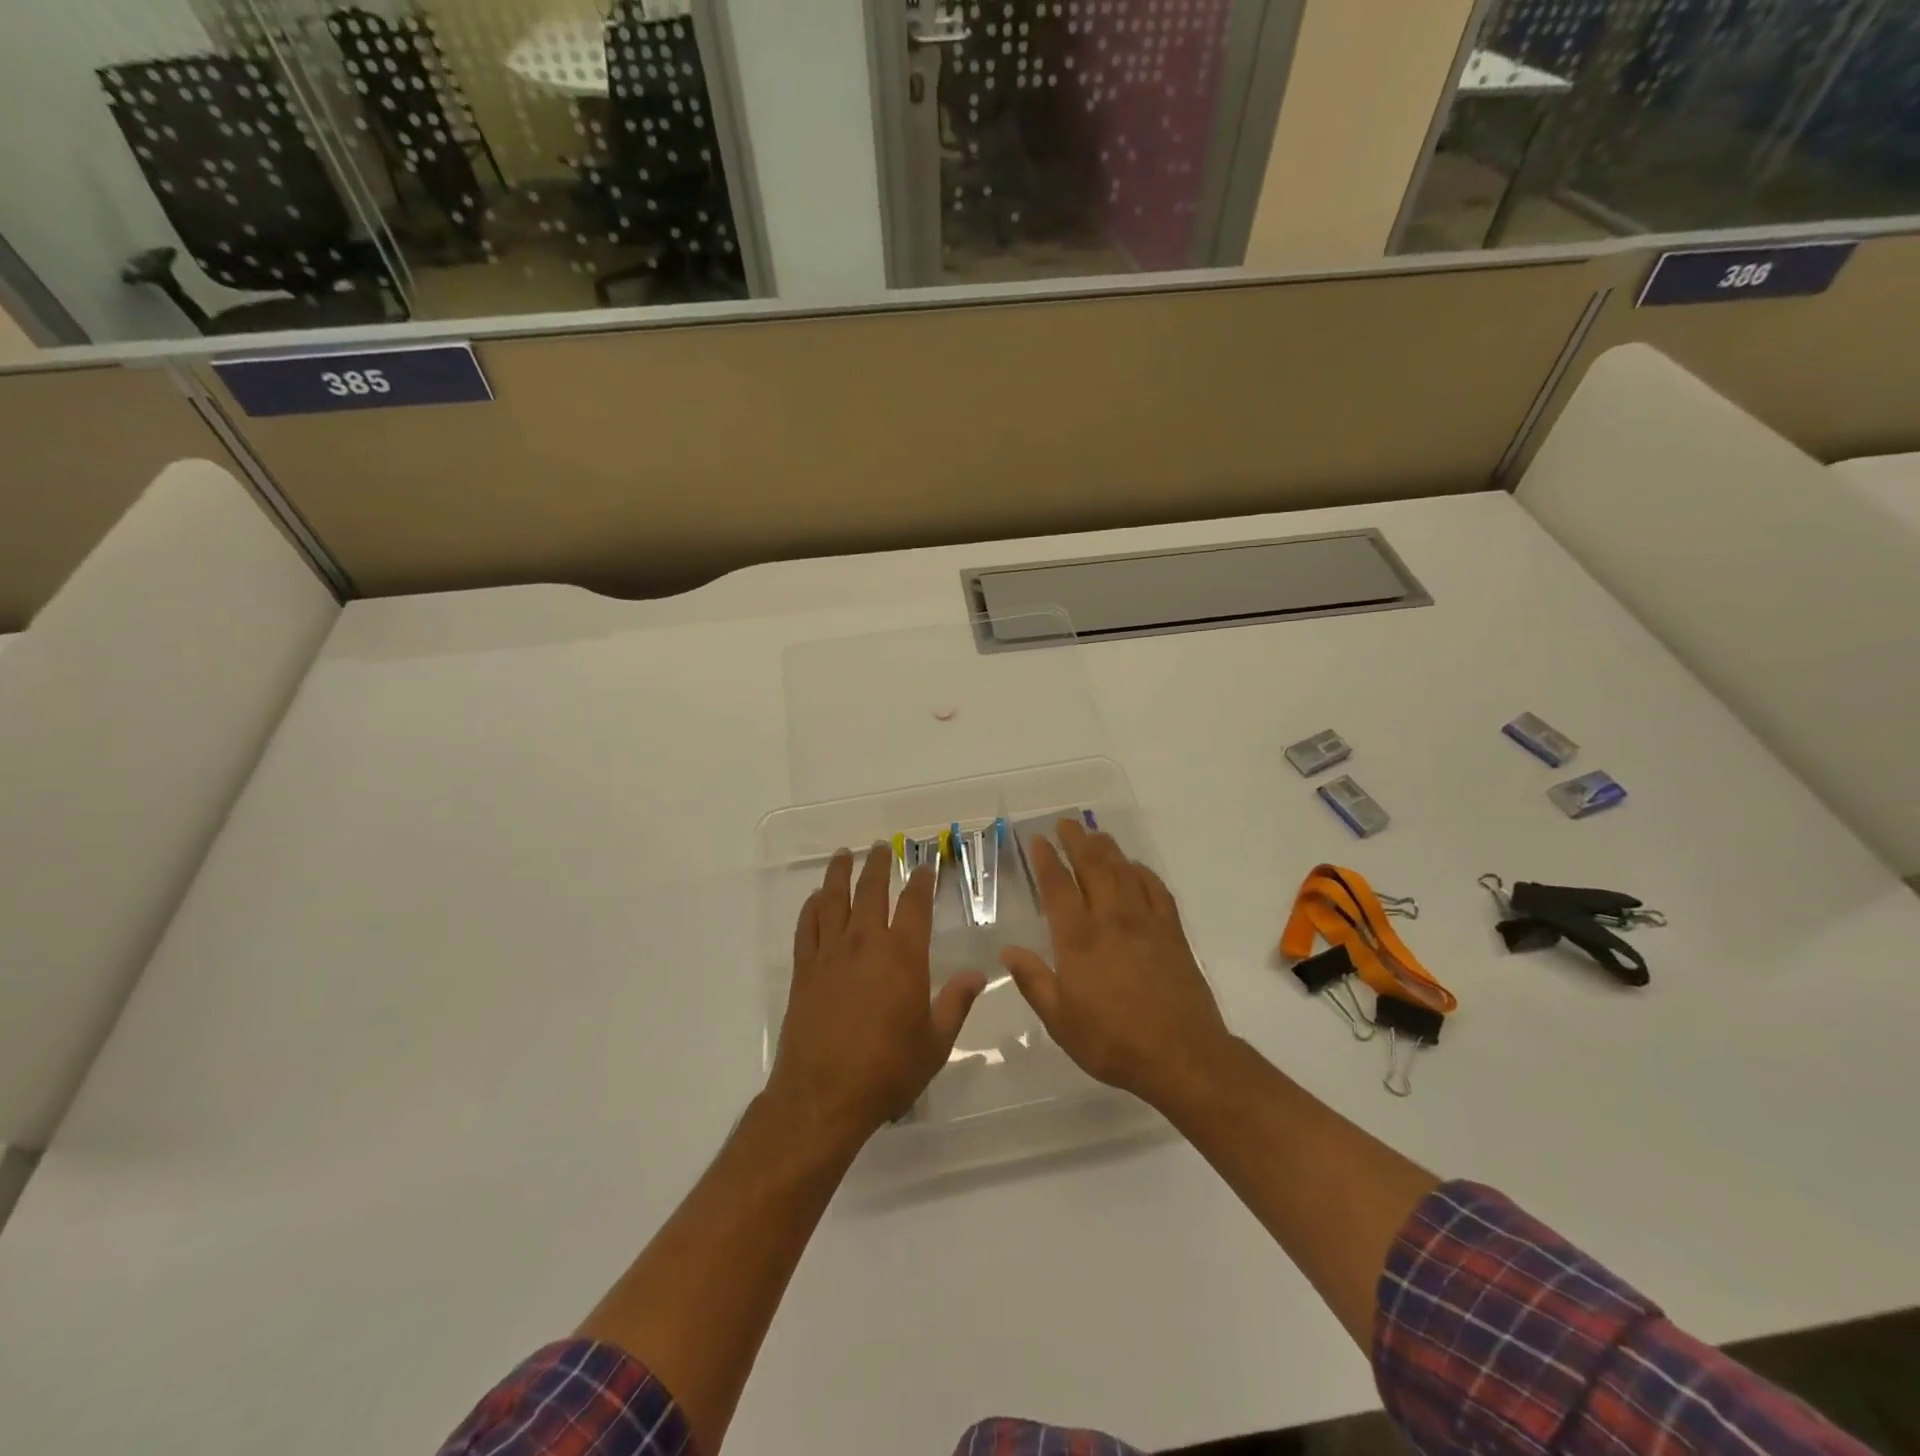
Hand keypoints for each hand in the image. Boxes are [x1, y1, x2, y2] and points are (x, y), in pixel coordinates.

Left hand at [769, 843, 986, 1145]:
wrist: (823, 1096)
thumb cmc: (887, 1070)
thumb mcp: (935, 1042)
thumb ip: (956, 1003)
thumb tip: (978, 973)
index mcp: (902, 955)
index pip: (915, 905)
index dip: (922, 882)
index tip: (925, 866)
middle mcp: (865, 943)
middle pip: (871, 891)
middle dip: (879, 865)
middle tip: (882, 846)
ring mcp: (830, 954)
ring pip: (835, 900)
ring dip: (840, 874)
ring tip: (844, 854)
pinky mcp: (804, 970)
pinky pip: (807, 927)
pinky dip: (812, 907)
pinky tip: (816, 898)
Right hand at [1001, 819, 1229, 1110]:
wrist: (1181, 1055)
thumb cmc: (1111, 1041)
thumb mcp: (1059, 1020)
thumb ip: (1033, 981)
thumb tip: (1007, 951)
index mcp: (1078, 938)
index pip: (1058, 887)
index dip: (1047, 860)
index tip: (1039, 840)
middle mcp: (1111, 919)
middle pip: (1092, 867)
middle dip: (1077, 841)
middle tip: (1067, 823)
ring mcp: (1145, 922)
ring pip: (1124, 872)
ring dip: (1108, 849)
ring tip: (1096, 834)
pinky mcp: (1172, 932)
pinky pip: (1156, 889)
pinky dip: (1143, 872)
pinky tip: (1136, 868)